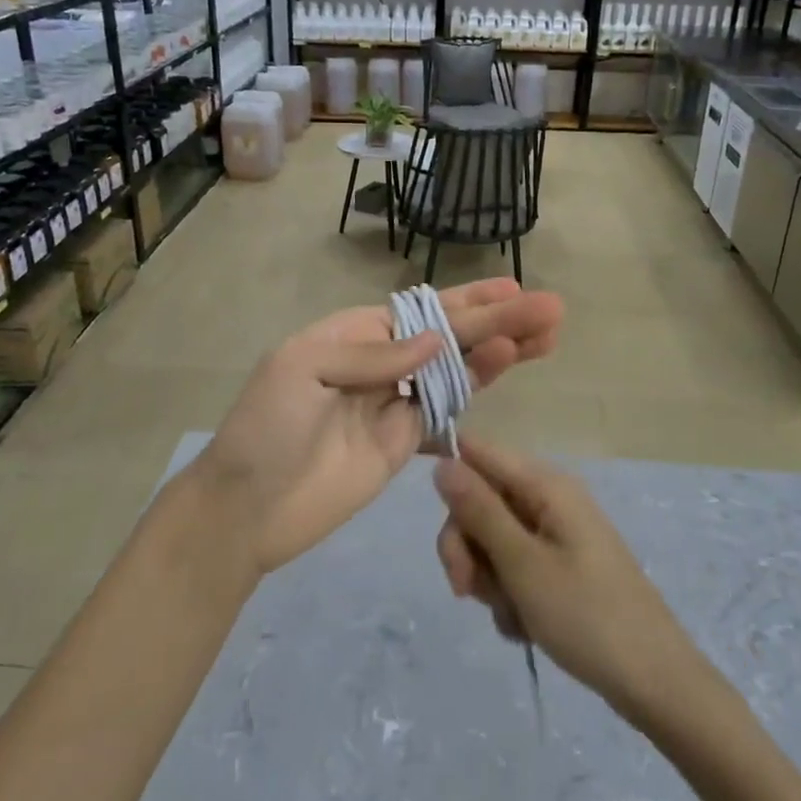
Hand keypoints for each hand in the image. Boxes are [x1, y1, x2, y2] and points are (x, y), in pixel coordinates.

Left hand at [193, 280, 562, 576]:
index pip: (420, 310)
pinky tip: (505, 366)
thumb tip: (433, 340)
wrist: (249, 509)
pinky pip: (446, 407)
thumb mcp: (303, 369)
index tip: (511, 290)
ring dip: (499, 349)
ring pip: (457, 367)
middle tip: (551, 309)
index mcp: (352, 335)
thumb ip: (370, 353)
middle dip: (498, 321)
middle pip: (448, 336)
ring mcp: (395, 403)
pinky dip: (475, 385)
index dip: (466, 300)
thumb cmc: (267, 427)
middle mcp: (380, 362)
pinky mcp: (404, 442)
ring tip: (547, 334)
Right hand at [434, 436, 703, 722]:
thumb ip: (479, 511)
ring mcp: (556, 535)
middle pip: (481, 502)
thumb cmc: (587, 616)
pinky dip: (510, 596)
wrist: (655, 683)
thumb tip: (442, 463)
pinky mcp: (561, 567)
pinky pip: (514, 567)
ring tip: (510, 613)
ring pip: (493, 540)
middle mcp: (550, 500)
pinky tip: (524, 626)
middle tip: (465, 590)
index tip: (445, 530)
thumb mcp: (522, 564)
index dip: (451, 481)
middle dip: (466, 546)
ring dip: (488, 578)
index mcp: (545, 485)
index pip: (478, 453)